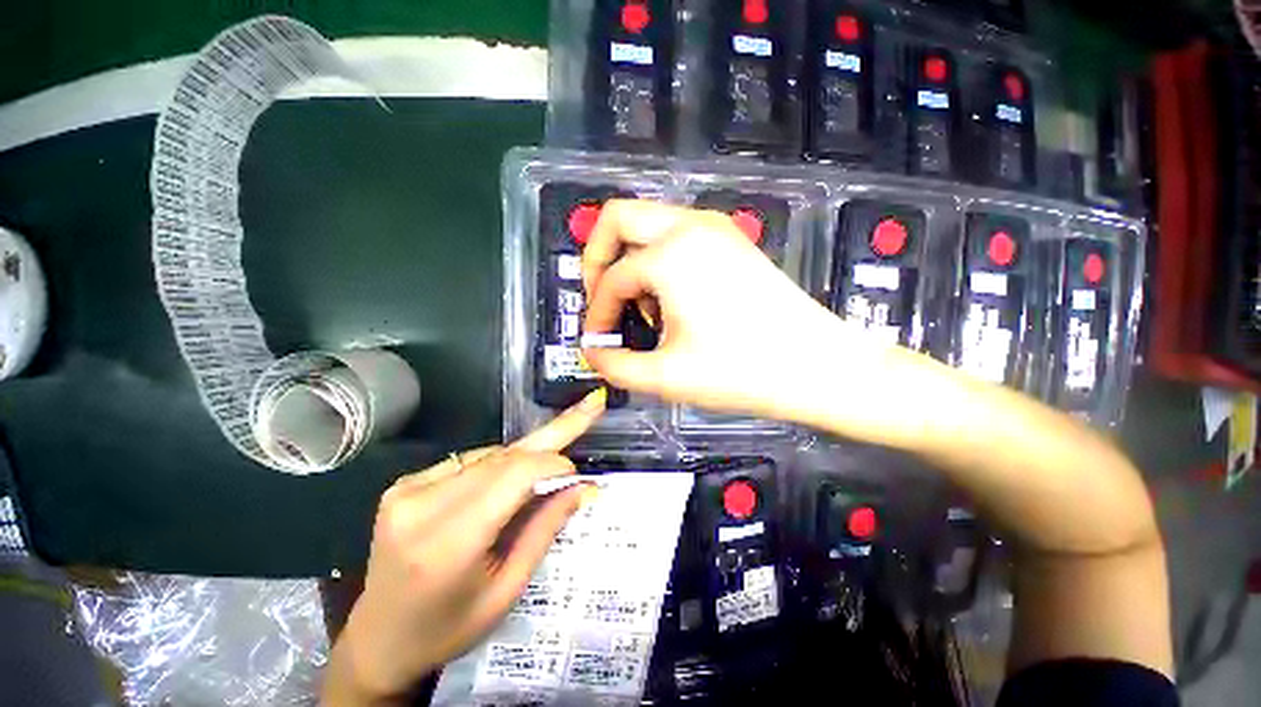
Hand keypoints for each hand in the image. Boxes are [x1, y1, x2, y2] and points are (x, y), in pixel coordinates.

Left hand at [324, 390, 605, 703]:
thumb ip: (545, 529)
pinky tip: (507, 480)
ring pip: (490, 455)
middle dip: (552, 435)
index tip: (577, 475)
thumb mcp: (507, 590)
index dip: (553, 465)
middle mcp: (422, 505)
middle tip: (590, 404)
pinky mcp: (403, 484)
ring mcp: (407, 489)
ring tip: (550, 464)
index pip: (514, 477)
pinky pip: (469, 460)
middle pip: (504, 457)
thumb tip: (583, 487)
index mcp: (448, 542)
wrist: (379, 640)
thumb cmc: (448, 627)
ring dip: (525, 456)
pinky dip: (498, 464)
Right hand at [581, 200, 883, 422]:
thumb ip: (615, 366)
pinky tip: (671, 299)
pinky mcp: (730, 239)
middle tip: (603, 301)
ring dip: (629, 259)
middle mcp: (689, 226)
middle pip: (617, 218)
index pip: (611, 279)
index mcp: (670, 255)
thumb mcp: (666, 377)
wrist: (818, 366)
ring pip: (647, 224)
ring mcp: (714, 227)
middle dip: (597, 258)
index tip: (598, 342)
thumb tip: (592, 352)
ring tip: (642, 308)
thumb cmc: (742, 372)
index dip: (597, 313)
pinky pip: (675, 234)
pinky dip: (657, 258)